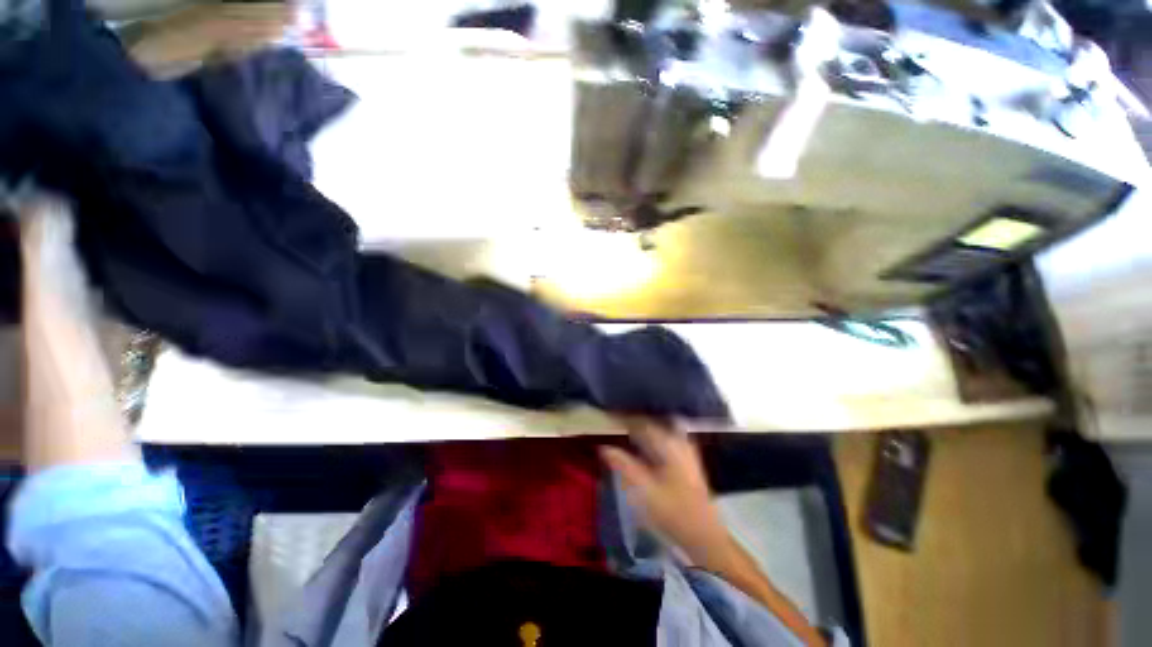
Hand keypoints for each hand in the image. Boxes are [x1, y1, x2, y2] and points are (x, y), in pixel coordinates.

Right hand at [600, 418, 727, 562]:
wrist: (705, 535)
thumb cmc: (673, 512)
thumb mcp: (644, 490)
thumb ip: (624, 465)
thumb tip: (604, 448)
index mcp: (668, 444)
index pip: (641, 423)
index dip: (623, 418)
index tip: (606, 415)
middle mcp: (678, 440)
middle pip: (652, 423)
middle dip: (633, 419)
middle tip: (614, 419)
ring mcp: (686, 449)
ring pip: (660, 429)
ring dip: (643, 427)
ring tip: (626, 427)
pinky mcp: (687, 459)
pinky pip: (666, 437)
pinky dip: (652, 436)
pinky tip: (644, 442)